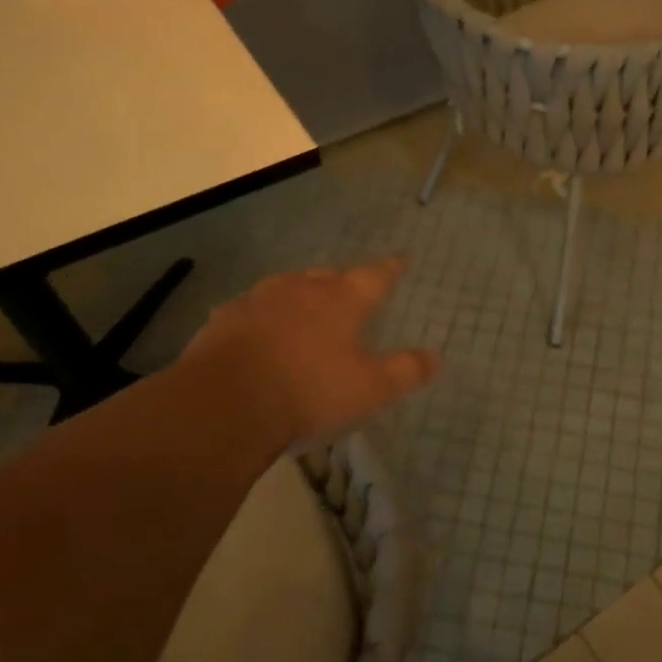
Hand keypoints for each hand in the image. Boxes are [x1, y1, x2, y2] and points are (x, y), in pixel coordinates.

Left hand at [182, 257, 439, 445]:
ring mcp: (259, 301)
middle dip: (343, 280)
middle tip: (350, 288)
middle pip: (329, 275)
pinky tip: (260, 328)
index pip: (375, 276)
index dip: (391, 268)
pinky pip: (252, 308)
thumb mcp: (370, 388)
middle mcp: (301, 289)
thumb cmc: (309, 390)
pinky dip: (264, 314)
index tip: (401, 259)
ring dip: (301, 292)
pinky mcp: (225, 319)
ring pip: (288, 286)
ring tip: (306, 303)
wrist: (225, 402)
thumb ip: (406, 371)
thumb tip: (436, 356)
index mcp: (341, 300)